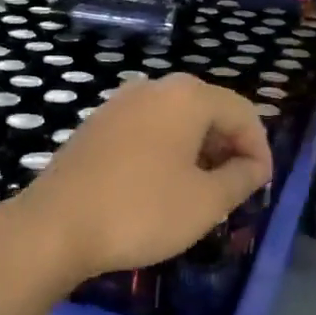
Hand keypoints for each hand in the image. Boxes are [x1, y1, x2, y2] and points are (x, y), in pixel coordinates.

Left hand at [2, 75, 271, 285]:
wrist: (54, 226)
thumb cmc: (141, 211)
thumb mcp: (206, 202)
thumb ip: (241, 179)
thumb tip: (255, 167)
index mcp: (187, 96)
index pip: (242, 112)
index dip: (259, 148)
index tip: (261, 186)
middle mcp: (153, 87)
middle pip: (208, 111)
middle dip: (228, 148)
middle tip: (234, 189)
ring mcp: (119, 103)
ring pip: (176, 121)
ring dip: (198, 151)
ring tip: (201, 191)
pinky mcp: (96, 125)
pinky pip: (147, 130)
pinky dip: (166, 151)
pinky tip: (161, 186)